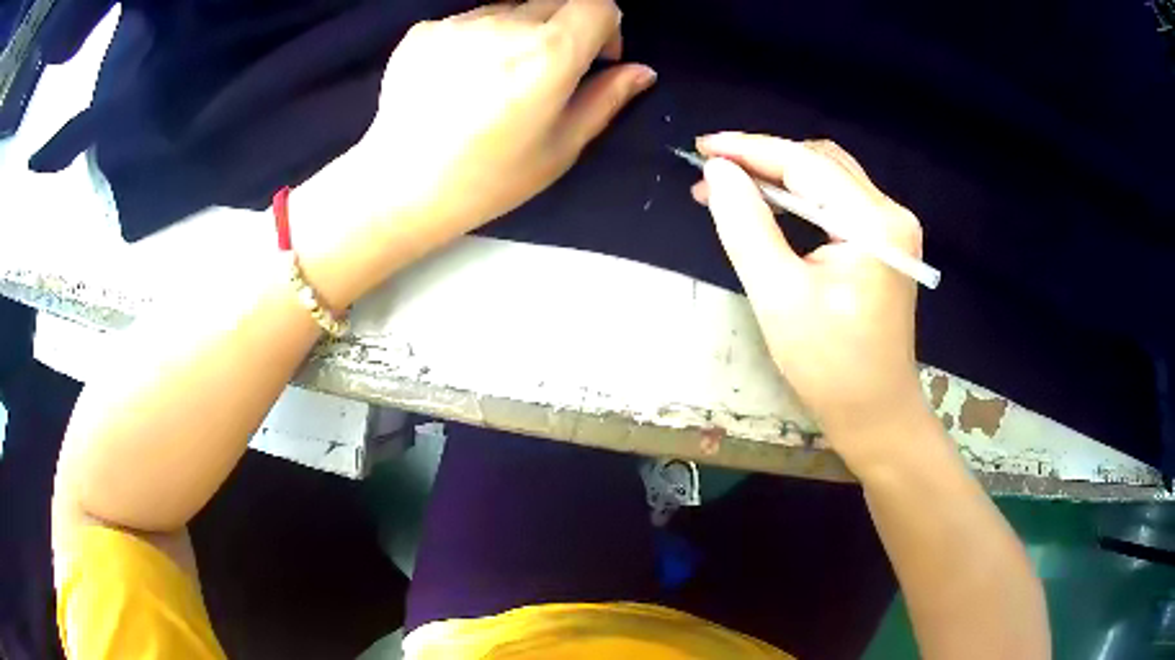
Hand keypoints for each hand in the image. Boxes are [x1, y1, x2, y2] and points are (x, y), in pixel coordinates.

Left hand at [293, 0, 655, 307]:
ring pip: (511, 8)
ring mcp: (460, 22)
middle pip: (556, 0)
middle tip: (547, 72)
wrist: (399, 186)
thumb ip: (605, 100)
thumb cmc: (487, 179)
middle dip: (566, 27)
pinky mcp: (425, 30)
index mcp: (549, 53)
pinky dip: (478, 39)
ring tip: (496, 79)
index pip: (599, 4)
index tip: (596, 57)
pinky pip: (469, 21)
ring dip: (519, 31)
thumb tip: (641, 71)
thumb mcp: (559, 149)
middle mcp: (506, 23)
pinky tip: (460, 80)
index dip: (606, 26)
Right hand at [692, 132, 929, 467]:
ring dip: (779, 177)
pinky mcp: (885, 244)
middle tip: (712, 174)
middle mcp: (891, 214)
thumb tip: (719, 172)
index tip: (702, 147)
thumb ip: (746, 225)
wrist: (875, 413)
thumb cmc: (829, 366)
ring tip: (731, 189)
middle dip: (763, 161)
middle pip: (820, 163)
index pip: (806, 164)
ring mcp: (892, 229)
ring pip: (828, 179)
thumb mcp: (778, 296)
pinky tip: (769, 207)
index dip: (750, 149)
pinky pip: (837, 203)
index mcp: (874, 224)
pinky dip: (799, 199)